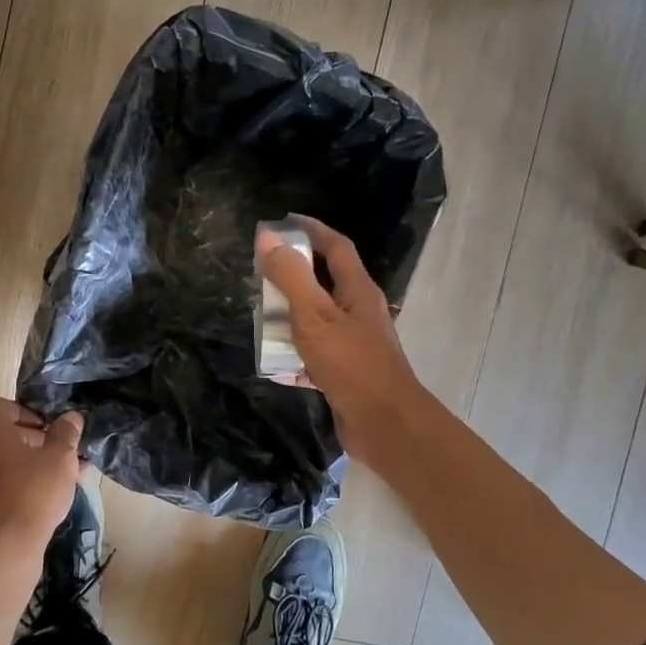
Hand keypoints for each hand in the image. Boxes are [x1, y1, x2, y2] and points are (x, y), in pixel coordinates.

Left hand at [0, 396, 84, 550]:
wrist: (2, 547)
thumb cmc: (32, 491)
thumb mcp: (60, 457)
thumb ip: (65, 434)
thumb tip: (71, 418)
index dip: (25, 414)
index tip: (48, 430)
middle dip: (29, 443)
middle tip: (58, 457)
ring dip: (21, 467)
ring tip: (55, 483)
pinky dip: (8, 490)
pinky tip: (36, 505)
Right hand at [257, 217, 423, 456]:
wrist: (383, 423)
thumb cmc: (351, 363)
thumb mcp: (314, 315)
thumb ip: (291, 276)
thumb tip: (268, 237)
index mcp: (358, 291)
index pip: (336, 247)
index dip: (312, 230)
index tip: (284, 221)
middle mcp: (360, 313)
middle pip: (326, 284)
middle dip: (295, 276)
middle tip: (263, 273)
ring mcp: (355, 345)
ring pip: (319, 321)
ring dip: (292, 318)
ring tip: (262, 317)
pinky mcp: (347, 373)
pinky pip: (316, 356)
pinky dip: (295, 357)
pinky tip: (274, 366)